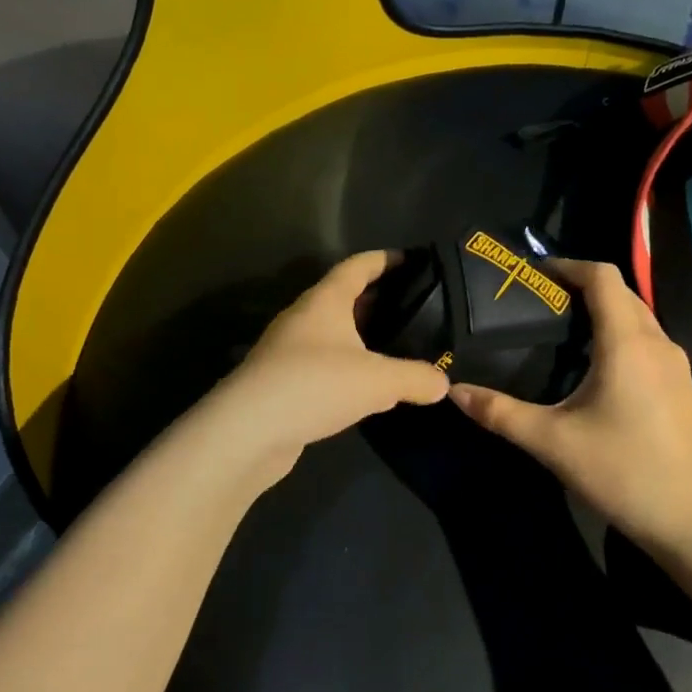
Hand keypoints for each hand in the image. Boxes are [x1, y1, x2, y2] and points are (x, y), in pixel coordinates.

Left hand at [189, 251, 450, 487]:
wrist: (247, 431)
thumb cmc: (316, 385)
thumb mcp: (378, 381)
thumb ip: (415, 378)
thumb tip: (443, 384)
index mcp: (324, 301)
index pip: (357, 267)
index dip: (384, 260)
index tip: (410, 259)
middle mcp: (303, 318)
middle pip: (343, 297)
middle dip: (376, 299)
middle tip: (413, 306)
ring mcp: (287, 351)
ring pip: (331, 333)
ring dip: (359, 336)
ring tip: (394, 345)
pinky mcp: (282, 382)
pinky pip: (322, 364)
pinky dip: (346, 367)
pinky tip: (366, 386)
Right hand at [449, 259, 691, 553]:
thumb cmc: (625, 474)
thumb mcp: (553, 443)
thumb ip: (501, 413)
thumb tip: (454, 391)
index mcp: (628, 342)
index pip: (602, 276)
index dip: (568, 265)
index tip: (534, 274)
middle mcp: (658, 343)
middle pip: (621, 293)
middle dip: (581, 288)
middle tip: (538, 304)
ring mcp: (677, 367)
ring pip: (638, 319)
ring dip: (603, 314)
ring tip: (560, 334)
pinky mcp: (684, 390)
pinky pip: (648, 344)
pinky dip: (620, 338)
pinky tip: (595, 372)